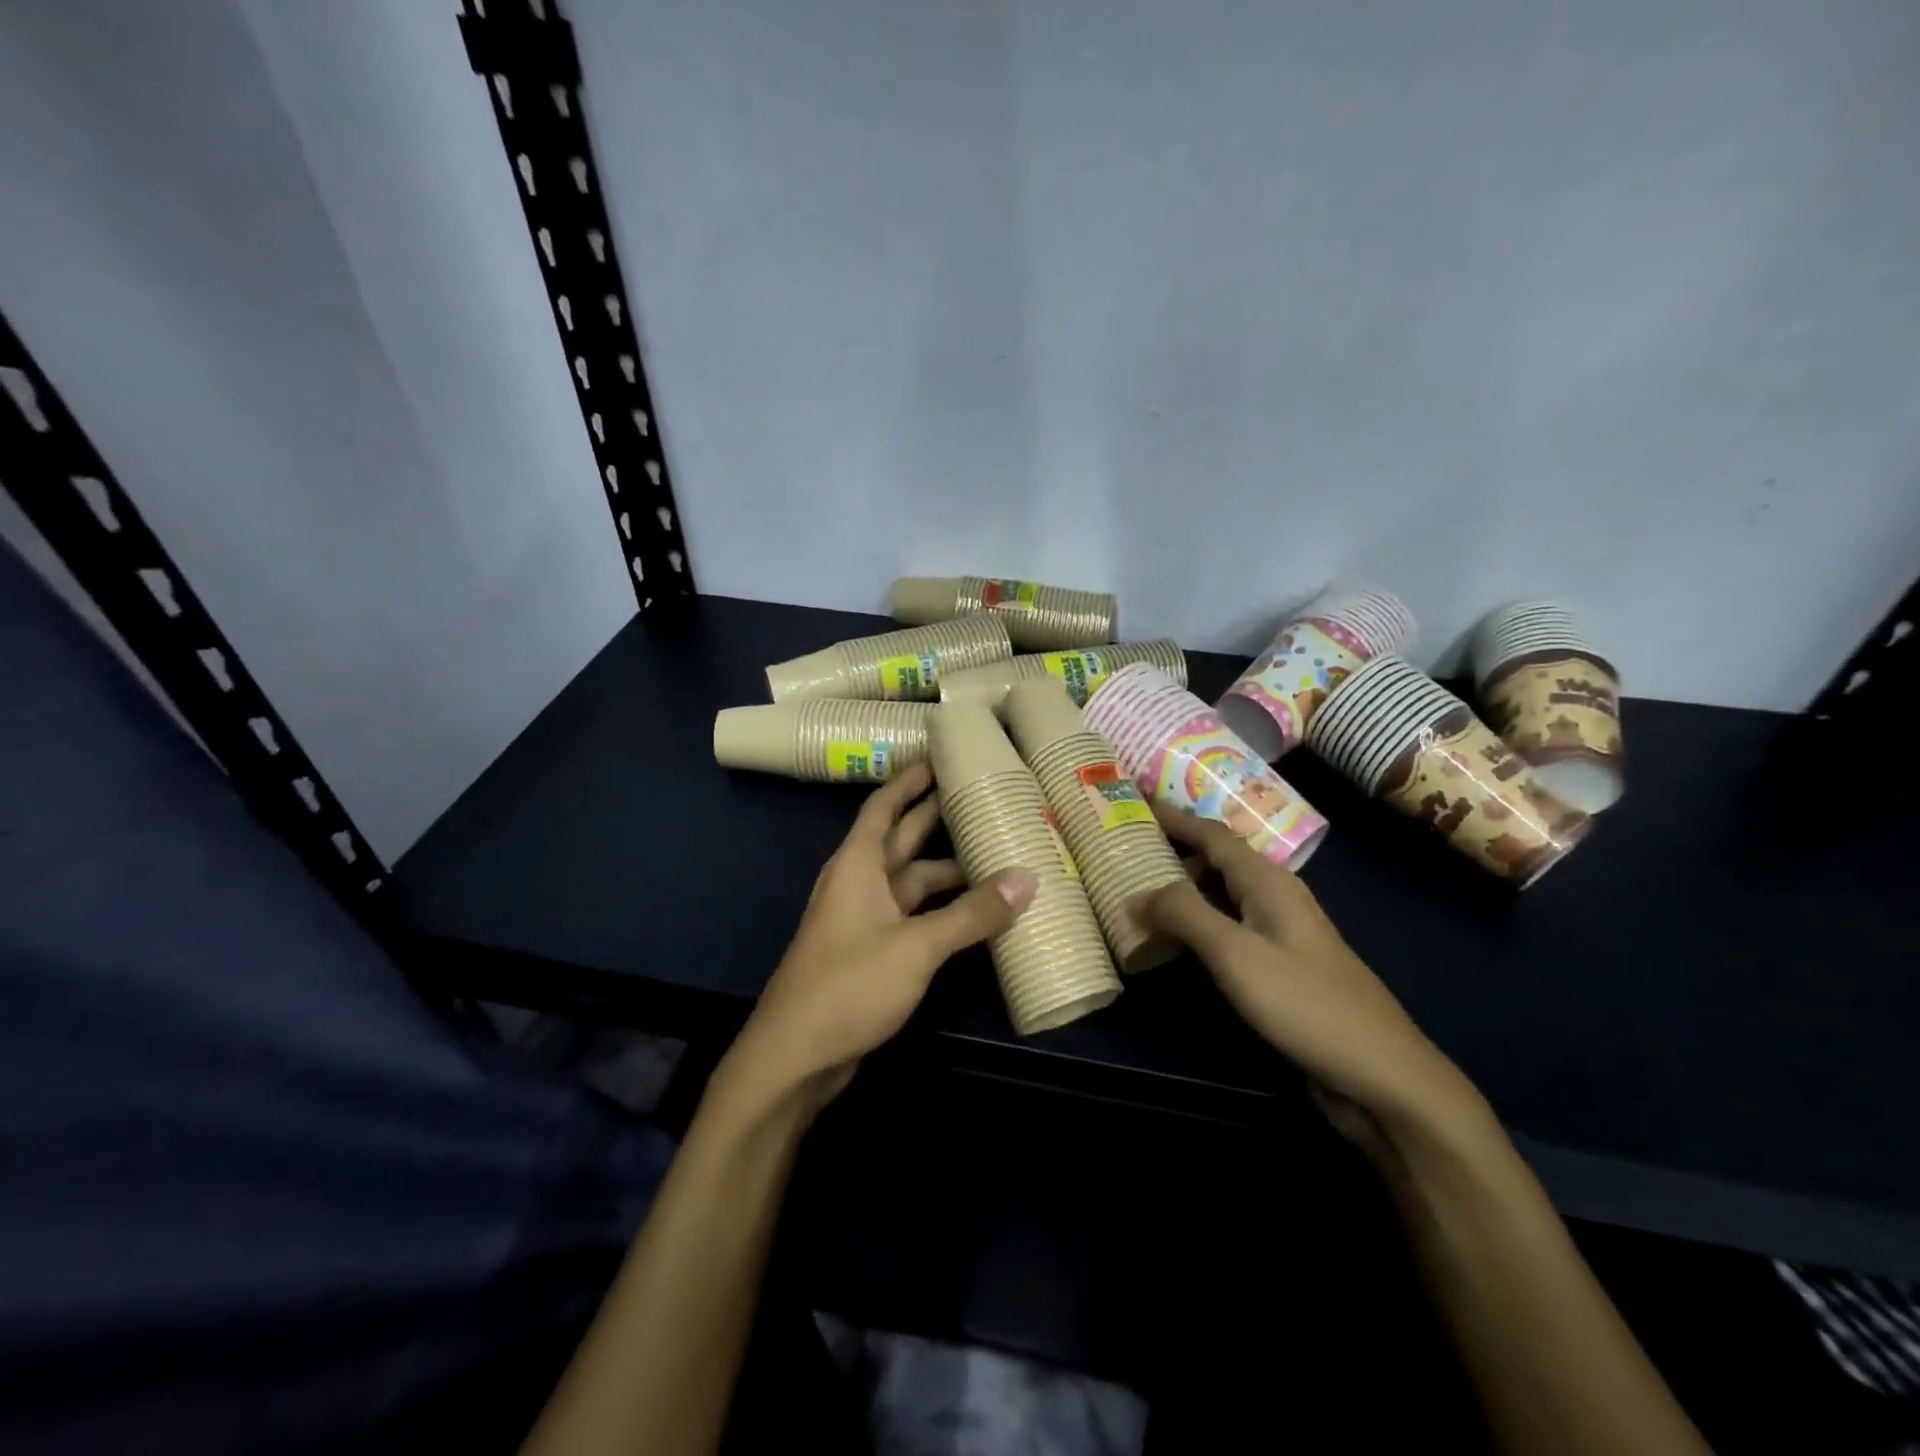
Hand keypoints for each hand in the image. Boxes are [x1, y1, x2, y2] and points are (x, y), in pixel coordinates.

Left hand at [729, 762, 1036, 1112]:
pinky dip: (943, 909)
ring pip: (913, 881)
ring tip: (996, 854)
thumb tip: (1027, 879)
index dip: (909, 778)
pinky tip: (977, 912)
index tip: (939, 754)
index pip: (884, 805)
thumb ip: (972, 915)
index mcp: (858, 864)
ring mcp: (866, 918)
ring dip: (948, 870)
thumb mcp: (916, 946)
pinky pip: (915, 915)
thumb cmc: (848, 985)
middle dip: (937, 816)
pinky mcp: (874, 951)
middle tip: (982, 795)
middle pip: (903, 838)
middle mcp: (860, 882)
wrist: (796, 1056)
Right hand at [1137, 807, 1481, 1151]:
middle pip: (1215, 861)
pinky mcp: (1278, 969)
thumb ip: (1183, 915)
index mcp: (1268, 882)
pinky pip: (1226, 931)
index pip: (1211, 833)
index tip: (1132, 802)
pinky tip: (1170, 943)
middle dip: (1171, 852)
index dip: (1172, 817)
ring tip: (1135, 893)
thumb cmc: (1306, 1004)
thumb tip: (1133, 893)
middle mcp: (1274, 898)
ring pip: (1219, 897)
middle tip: (1122, 853)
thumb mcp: (1236, 953)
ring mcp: (1278, 935)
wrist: (1382, 1077)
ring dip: (1180, 891)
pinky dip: (1194, 926)